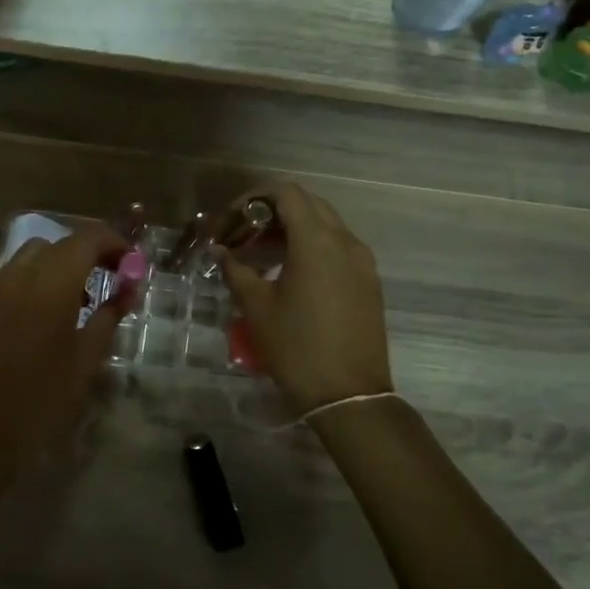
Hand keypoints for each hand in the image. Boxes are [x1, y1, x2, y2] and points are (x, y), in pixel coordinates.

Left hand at [0, 225, 130, 479]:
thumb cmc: (45, 396)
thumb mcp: (88, 357)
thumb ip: (110, 314)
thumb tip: (129, 289)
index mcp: (52, 284)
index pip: (87, 239)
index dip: (114, 243)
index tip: (133, 263)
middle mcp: (21, 275)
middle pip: (61, 242)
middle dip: (91, 251)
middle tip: (114, 276)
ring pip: (34, 254)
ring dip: (62, 262)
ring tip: (82, 296)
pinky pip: (16, 273)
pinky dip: (39, 276)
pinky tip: (51, 311)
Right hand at [219, 184, 392, 413]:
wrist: (348, 395)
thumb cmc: (297, 347)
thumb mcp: (257, 307)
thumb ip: (236, 269)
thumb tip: (222, 251)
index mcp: (317, 241)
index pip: (287, 193)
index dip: (254, 197)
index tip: (231, 220)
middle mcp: (345, 241)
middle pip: (307, 204)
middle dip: (271, 212)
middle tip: (242, 234)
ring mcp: (362, 262)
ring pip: (324, 226)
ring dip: (291, 230)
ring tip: (259, 255)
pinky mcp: (368, 281)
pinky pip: (337, 248)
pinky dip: (310, 247)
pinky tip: (287, 273)